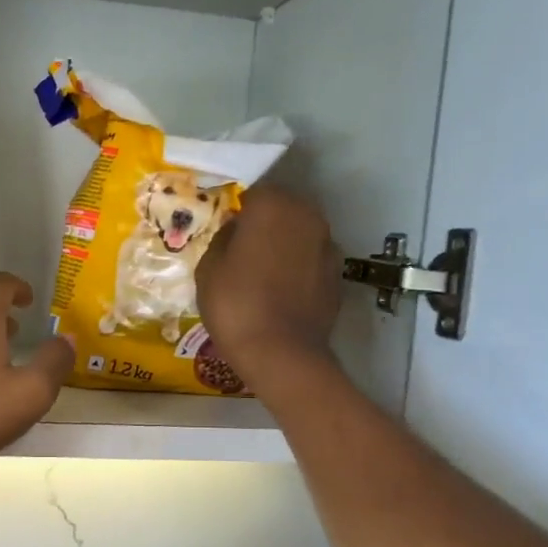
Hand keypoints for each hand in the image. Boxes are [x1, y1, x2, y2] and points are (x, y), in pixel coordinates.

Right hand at [196, 187, 341, 390]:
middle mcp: (307, 216)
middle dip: (265, 224)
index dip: (239, 211)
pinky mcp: (338, 275)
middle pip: (283, 210)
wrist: (281, 353)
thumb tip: (236, 230)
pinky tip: (283, 292)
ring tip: (264, 273)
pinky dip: (300, 269)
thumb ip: (223, 238)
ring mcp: (328, 245)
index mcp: (273, 206)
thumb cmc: (235, 304)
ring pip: (300, 235)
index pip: (254, 194)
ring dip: (285, 246)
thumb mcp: (209, 268)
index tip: (227, 231)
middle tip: (243, 250)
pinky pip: (312, 261)